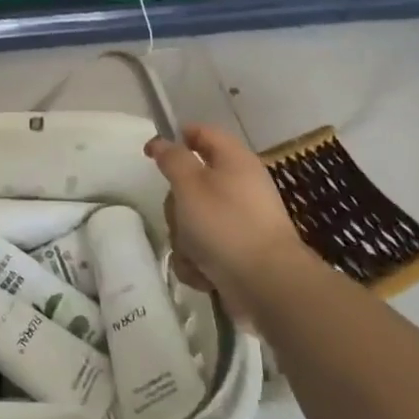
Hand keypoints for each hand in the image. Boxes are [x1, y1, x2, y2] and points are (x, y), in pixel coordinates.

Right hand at [145, 123, 301, 296]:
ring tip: (192, 252)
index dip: (175, 138)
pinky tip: (202, 273)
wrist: (267, 285)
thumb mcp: (190, 184)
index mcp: (234, 160)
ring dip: (185, 238)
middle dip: (177, 203)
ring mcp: (239, 221)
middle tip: (179, 213)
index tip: (151, 155)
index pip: (202, 133)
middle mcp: (239, 186)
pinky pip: (204, 247)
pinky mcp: (237, 252)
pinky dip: (198, 261)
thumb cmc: (225, 225)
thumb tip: (162, 142)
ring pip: (193, 219)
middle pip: (192, 182)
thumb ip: (172, 159)